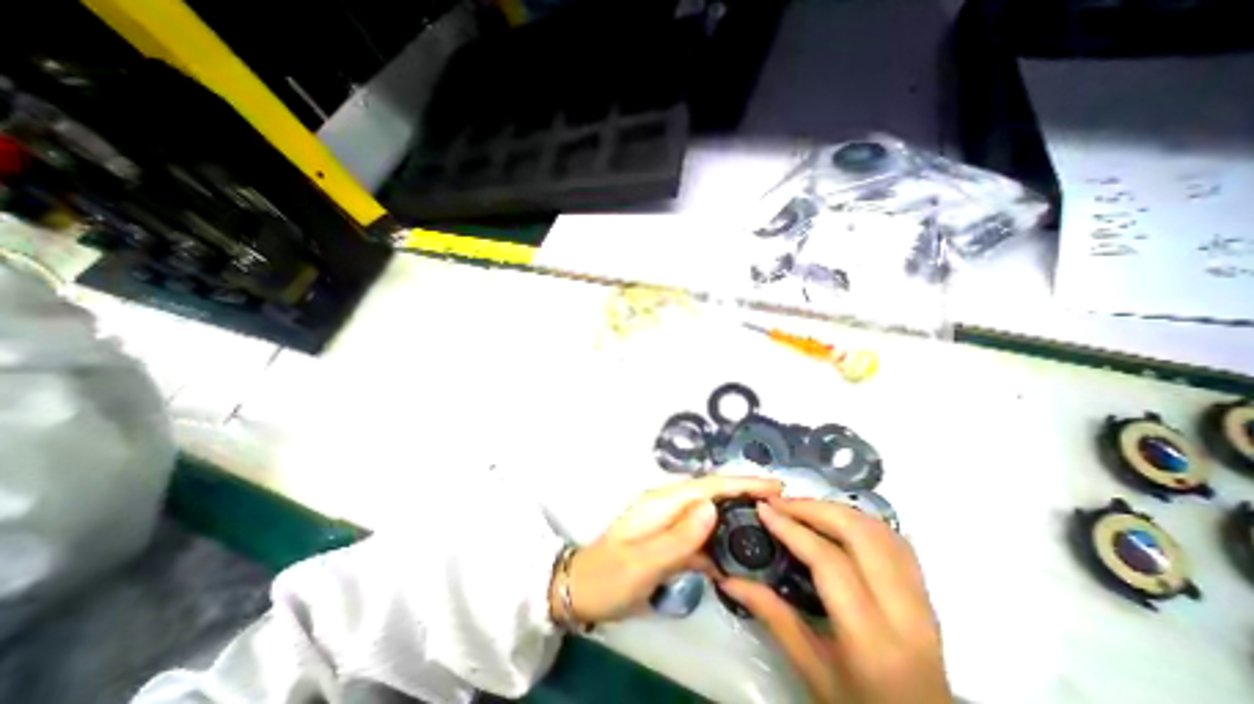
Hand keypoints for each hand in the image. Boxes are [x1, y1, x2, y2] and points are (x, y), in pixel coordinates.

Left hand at [549, 475, 779, 623]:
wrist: (582, 591)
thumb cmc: (610, 576)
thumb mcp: (644, 560)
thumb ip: (679, 536)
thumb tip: (714, 507)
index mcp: (662, 502)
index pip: (709, 486)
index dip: (742, 483)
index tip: (775, 486)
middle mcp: (668, 505)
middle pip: (713, 494)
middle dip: (744, 494)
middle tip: (781, 503)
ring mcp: (668, 521)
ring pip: (709, 513)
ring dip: (736, 516)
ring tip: (767, 523)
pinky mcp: (669, 539)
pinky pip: (700, 534)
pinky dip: (720, 540)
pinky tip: (736, 552)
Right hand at [715, 497, 949, 702]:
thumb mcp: (811, 669)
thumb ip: (772, 616)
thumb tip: (729, 579)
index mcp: (871, 639)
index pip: (829, 562)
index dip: (792, 528)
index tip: (763, 509)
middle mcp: (905, 614)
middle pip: (860, 535)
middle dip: (815, 508)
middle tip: (781, 503)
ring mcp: (922, 602)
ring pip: (881, 531)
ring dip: (837, 510)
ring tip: (803, 507)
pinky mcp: (926, 596)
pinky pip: (895, 542)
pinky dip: (861, 520)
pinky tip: (837, 521)